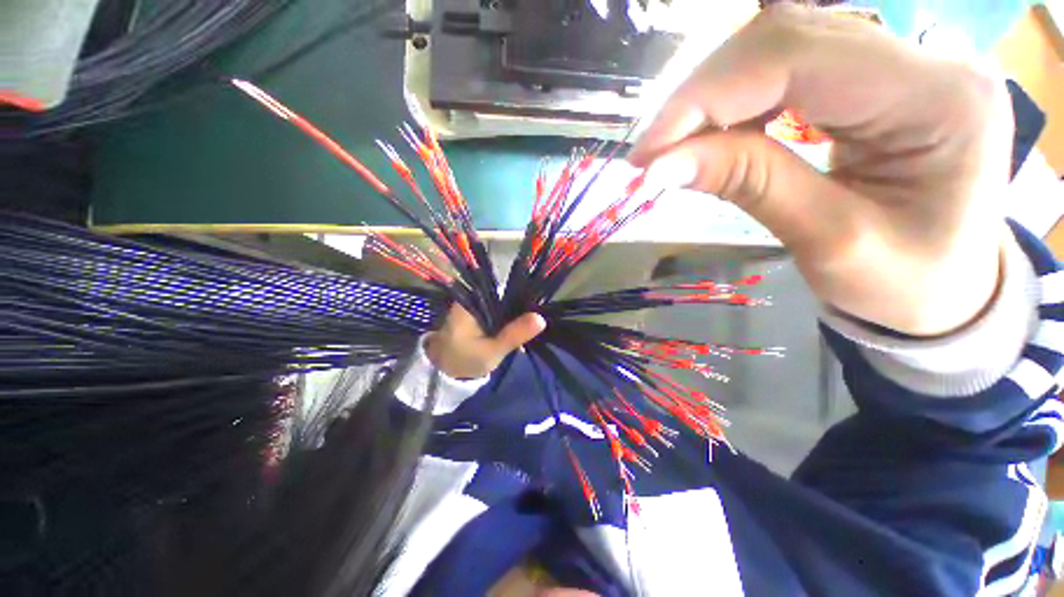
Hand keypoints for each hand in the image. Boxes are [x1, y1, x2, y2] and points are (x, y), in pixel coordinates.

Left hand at [425, 305, 545, 378]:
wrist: (446, 371)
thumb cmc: (465, 360)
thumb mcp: (492, 350)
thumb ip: (514, 334)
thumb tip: (541, 318)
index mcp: (472, 301)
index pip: (503, 288)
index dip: (523, 295)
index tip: (539, 306)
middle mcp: (474, 297)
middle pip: (505, 294)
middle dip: (522, 305)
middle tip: (538, 319)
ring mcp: (476, 304)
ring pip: (504, 302)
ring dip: (517, 312)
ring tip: (533, 323)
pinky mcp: (480, 312)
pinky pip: (500, 309)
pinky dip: (510, 317)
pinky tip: (522, 326)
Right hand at [630, 5, 1013, 335]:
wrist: (947, 288)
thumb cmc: (905, 284)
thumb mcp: (828, 243)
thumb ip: (749, 185)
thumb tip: (661, 166)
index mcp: (939, 98)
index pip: (798, 55)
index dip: (706, 96)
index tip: (647, 153)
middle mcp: (925, 59)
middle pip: (784, 37)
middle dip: (701, 96)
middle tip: (652, 155)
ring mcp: (900, 60)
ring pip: (779, 45)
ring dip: (712, 98)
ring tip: (674, 149)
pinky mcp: (875, 75)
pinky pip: (787, 67)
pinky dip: (734, 101)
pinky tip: (712, 135)